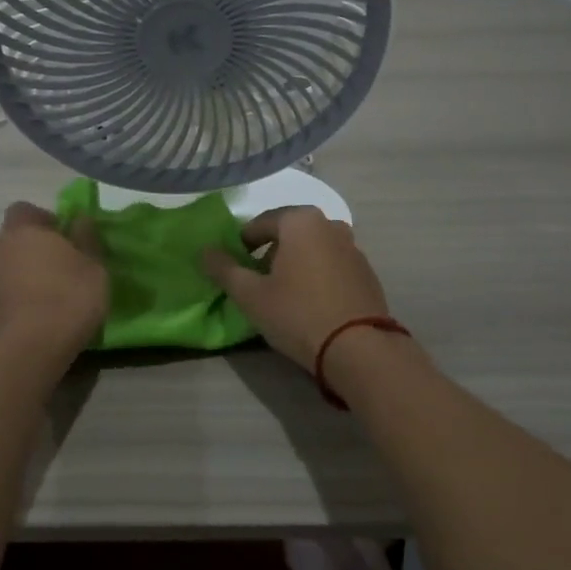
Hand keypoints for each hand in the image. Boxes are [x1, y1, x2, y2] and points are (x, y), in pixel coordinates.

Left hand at [0, 202, 107, 350]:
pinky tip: (30, 320)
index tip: (62, 237)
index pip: (23, 210)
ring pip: (2, 270)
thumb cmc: (69, 296)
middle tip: (55, 268)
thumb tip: (79, 219)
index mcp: (23, 231)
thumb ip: (86, 238)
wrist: (31, 349)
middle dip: (28, 250)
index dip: (42, 221)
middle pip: (11, 241)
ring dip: (18, 277)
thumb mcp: (94, 265)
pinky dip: (10, 303)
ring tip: (43, 298)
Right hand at [201, 207, 391, 369]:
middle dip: (270, 251)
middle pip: (289, 233)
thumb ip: (224, 269)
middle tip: (256, 280)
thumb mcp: (251, 295)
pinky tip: (311, 302)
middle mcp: (330, 224)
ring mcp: (353, 248)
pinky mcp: (366, 272)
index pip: (261, 223)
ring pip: (313, 248)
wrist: (358, 348)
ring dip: (295, 263)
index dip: (243, 243)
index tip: (234, 266)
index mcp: (301, 221)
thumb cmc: (297, 314)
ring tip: (283, 293)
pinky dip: (317, 275)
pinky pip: (332, 265)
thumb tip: (204, 252)